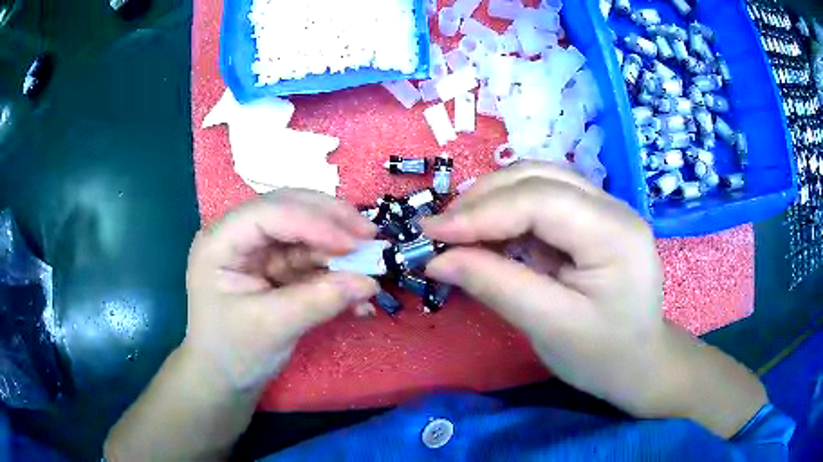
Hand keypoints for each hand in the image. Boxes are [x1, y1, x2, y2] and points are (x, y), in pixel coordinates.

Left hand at [184, 189, 378, 392]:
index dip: (313, 222)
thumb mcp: (272, 328)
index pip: (269, 214)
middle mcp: (238, 236)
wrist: (226, 379)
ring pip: (305, 233)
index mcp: (220, 242)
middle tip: (370, 235)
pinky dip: (335, 272)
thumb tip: (368, 282)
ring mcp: (258, 251)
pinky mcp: (276, 268)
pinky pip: (311, 259)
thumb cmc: (233, 352)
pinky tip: (357, 293)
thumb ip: (318, 301)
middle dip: (331, 221)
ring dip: (338, 248)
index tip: (354, 243)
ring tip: (371, 263)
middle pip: (289, 210)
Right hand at [423, 162, 664, 411]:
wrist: (639, 363)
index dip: (482, 212)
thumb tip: (438, 259)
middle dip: (483, 199)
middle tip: (440, 230)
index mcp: (615, 232)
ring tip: (458, 230)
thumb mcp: (549, 327)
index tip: (432, 232)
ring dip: (493, 201)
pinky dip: (508, 214)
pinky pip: (543, 202)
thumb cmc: (602, 355)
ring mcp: (604, 210)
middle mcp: (613, 207)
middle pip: (538, 178)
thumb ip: (495, 286)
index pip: (541, 199)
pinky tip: (489, 235)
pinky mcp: (592, 221)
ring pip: (538, 182)